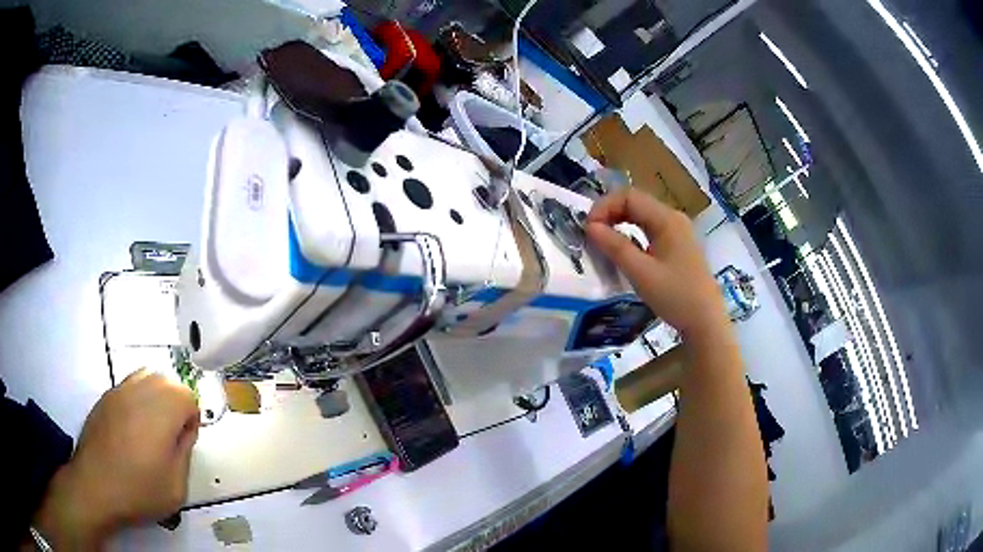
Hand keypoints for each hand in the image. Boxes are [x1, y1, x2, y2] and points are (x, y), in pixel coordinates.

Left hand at [33, 370, 198, 548]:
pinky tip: (132, 431)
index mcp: (162, 411)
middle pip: (168, 382)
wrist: (96, 486)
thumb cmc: (139, 490)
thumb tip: (183, 432)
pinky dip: (137, 400)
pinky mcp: (105, 398)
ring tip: (151, 431)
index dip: (192, 420)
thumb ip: (185, 452)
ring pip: (147, 378)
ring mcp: (119, 391)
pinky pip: (129, 387)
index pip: (188, 396)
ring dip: (156, 399)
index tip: (184, 444)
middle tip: (171, 438)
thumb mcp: (176, 486)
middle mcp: (140, 391)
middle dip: (176, 405)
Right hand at [586, 188, 727, 338]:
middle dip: (610, 213)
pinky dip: (632, 233)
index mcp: (667, 219)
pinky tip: (623, 249)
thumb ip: (615, 247)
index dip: (604, 207)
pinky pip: (649, 229)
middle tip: (591, 234)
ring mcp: (677, 231)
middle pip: (636, 202)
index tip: (588, 229)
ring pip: (642, 215)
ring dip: (620, 222)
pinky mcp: (678, 245)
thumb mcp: (641, 273)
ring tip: (602, 241)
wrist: (706, 321)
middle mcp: (673, 218)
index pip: (629, 196)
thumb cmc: (676, 296)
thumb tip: (590, 227)